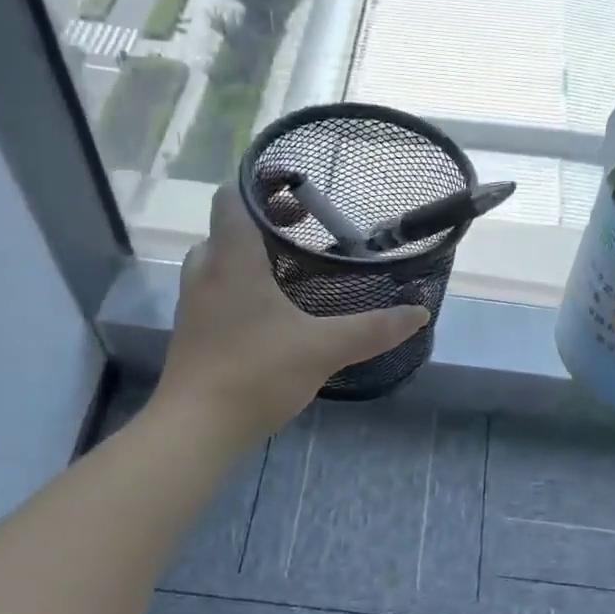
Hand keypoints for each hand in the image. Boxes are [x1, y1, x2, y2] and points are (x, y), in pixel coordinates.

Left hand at [154, 185, 428, 449]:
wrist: (195, 429)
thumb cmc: (256, 372)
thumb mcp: (324, 348)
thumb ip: (373, 328)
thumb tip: (420, 313)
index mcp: (232, 258)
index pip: (232, 196)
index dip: (261, 184)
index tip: (299, 191)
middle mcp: (206, 270)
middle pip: (229, 226)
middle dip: (266, 221)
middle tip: (306, 227)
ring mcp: (194, 301)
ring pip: (221, 258)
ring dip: (253, 253)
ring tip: (295, 267)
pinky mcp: (193, 329)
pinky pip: (217, 288)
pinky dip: (243, 283)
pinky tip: (275, 310)